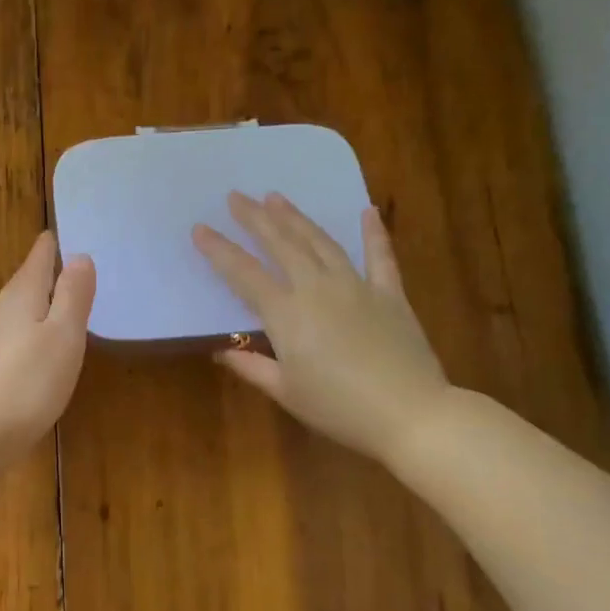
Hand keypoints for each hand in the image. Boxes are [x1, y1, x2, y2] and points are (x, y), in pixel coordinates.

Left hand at [0, 232, 94, 457]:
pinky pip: (15, 340)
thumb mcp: (63, 335)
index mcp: (21, 297)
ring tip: (61, 302)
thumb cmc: (28, 381)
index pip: (38, 259)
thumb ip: (73, 296)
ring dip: (39, 304)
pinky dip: (31, 334)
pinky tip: (41, 349)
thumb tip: (79, 256)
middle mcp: (0, 314)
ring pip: (19, 312)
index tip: (60, 232)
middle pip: (25, 284)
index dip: (51, 246)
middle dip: (45, 272)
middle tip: (69, 262)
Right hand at [192, 194, 447, 464]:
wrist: (410, 413)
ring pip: (320, 242)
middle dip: (256, 218)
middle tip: (237, 196)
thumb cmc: (338, 408)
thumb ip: (251, 367)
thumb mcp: (285, 392)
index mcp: (286, 314)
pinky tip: (367, 212)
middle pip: (281, 245)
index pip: (243, 274)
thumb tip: (220, 350)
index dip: (219, 250)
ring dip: (297, 218)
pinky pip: (380, 256)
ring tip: (277, 197)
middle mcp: (317, 289)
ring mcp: (356, 286)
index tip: (199, 228)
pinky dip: (374, 233)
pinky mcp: (390, 294)